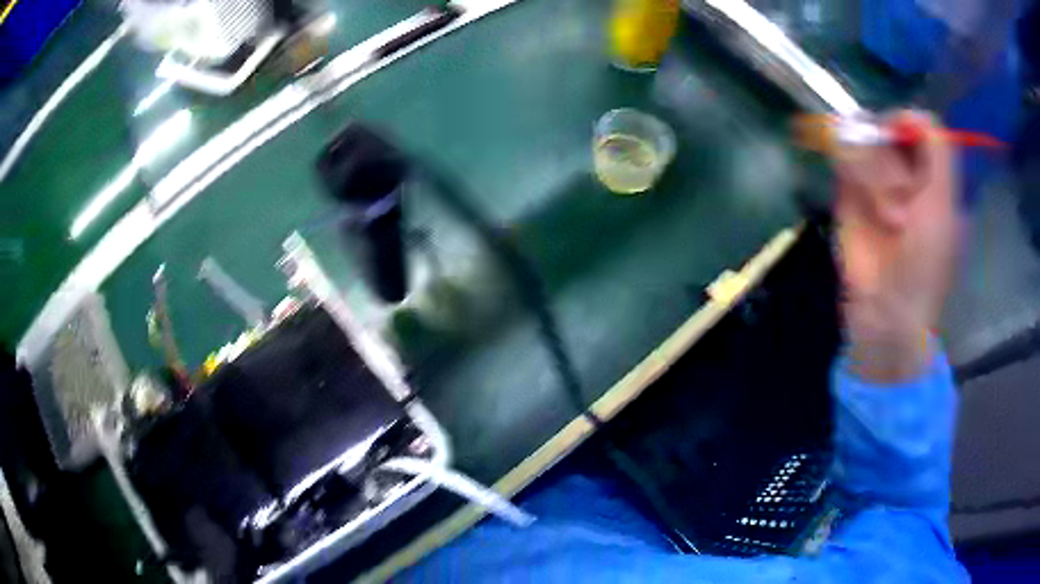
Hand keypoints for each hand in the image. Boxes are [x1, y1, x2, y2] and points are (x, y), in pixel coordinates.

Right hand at [834, 111, 960, 382]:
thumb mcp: (944, 205)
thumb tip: (913, 112)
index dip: (905, 123)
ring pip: (861, 139)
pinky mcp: (847, 191)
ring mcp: (874, 179)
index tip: (900, 140)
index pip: (914, 123)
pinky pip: (842, 158)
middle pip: (885, 127)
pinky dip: (850, 172)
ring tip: (885, 219)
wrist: (887, 309)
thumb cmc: (927, 263)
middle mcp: (902, 169)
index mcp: (930, 172)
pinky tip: (863, 204)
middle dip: (891, 164)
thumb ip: (939, 151)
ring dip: (873, 177)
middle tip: (901, 205)